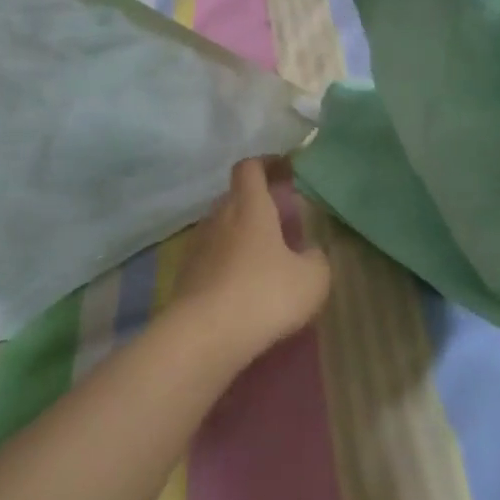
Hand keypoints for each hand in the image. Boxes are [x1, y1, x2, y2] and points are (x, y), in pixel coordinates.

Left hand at [174, 158, 331, 365]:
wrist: (205, 335)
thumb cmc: (264, 294)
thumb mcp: (312, 278)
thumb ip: (315, 258)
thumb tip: (307, 252)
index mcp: (249, 205)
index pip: (250, 167)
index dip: (266, 163)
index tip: (283, 168)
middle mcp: (219, 216)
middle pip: (234, 197)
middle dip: (255, 203)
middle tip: (279, 219)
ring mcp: (197, 245)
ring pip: (221, 228)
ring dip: (239, 235)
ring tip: (262, 257)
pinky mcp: (185, 275)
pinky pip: (210, 257)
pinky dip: (225, 263)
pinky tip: (241, 286)